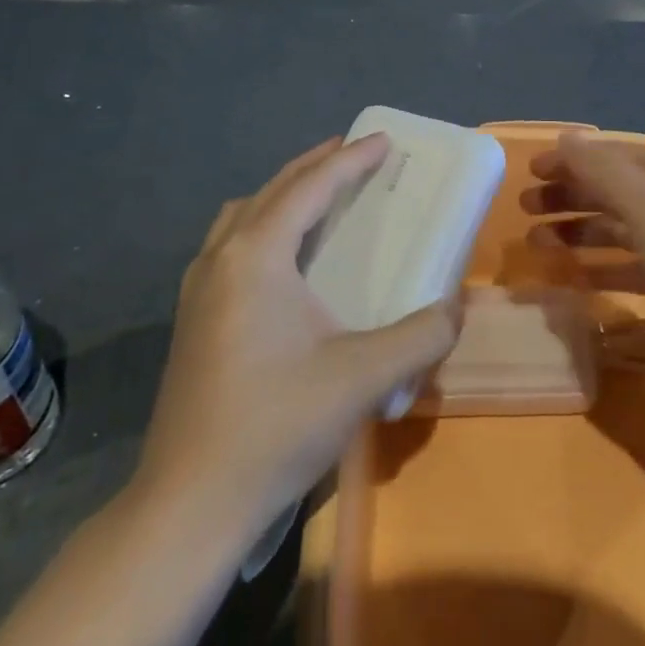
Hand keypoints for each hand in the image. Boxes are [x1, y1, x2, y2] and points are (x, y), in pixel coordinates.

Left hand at [132, 136, 459, 531]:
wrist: (189, 504)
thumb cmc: (276, 425)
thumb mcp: (362, 377)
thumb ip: (421, 336)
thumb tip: (455, 310)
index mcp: (257, 255)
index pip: (311, 187)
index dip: (350, 159)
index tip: (383, 140)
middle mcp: (221, 257)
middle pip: (273, 190)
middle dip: (316, 166)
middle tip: (354, 153)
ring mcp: (198, 288)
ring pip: (243, 215)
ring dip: (284, 194)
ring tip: (318, 196)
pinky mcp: (191, 319)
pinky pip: (231, 244)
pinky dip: (263, 226)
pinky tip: (283, 259)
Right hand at [522, 132, 644, 379]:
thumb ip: (602, 171)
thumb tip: (566, 137)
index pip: (609, 156)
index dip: (570, 160)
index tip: (529, 172)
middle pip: (610, 190)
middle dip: (567, 195)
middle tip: (525, 209)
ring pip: (615, 228)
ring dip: (576, 231)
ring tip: (536, 243)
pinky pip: (627, 266)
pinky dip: (598, 266)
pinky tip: (571, 277)